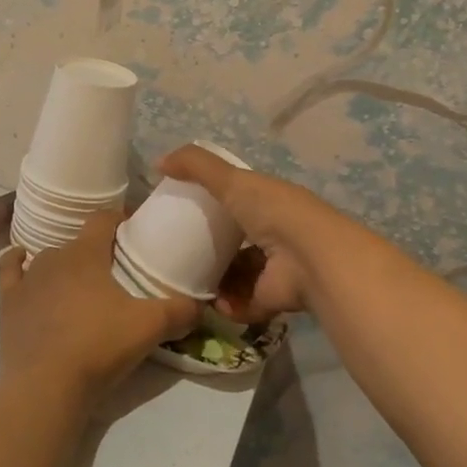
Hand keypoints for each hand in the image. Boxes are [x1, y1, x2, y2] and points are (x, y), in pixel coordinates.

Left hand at [0, 211, 198, 408]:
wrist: (46, 386)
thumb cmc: (99, 347)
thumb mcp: (150, 327)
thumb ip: (179, 311)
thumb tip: (200, 305)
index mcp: (87, 253)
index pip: (103, 219)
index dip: (119, 218)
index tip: (133, 228)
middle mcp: (54, 257)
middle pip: (78, 242)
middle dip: (95, 250)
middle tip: (114, 270)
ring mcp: (27, 280)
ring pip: (47, 258)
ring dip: (63, 264)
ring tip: (79, 282)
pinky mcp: (8, 303)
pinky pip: (10, 271)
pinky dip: (16, 263)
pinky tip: (21, 261)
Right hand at [159, 145, 340, 324]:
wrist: (308, 258)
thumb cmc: (272, 211)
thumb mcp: (231, 180)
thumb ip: (196, 166)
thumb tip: (158, 161)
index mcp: (269, 205)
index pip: (240, 204)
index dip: (216, 206)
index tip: (186, 214)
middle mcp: (275, 236)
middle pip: (238, 244)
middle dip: (212, 250)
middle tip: (180, 254)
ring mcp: (275, 270)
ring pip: (240, 276)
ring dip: (216, 282)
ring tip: (188, 281)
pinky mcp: (272, 300)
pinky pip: (243, 304)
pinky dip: (227, 305)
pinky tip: (209, 301)